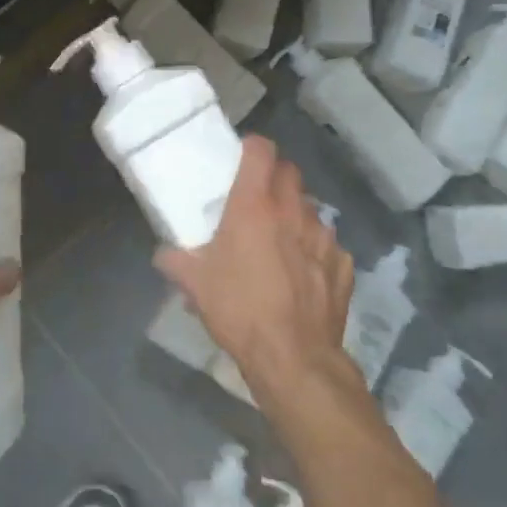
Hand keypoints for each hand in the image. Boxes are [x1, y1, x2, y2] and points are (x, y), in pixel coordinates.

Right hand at [155, 136, 356, 410]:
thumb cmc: (239, 310)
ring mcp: (323, 237)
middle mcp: (293, 211)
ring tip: (281, 239)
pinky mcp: (342, 265)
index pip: (262, 150)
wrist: (294, 358)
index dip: (252, 148)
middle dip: (275, 176)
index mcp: (255, 205)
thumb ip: (176, 261)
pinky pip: (328, 245)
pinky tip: (304, 274)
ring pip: (310, 208)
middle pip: (290, 172)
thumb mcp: (195, 285)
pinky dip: (315, 251)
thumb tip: (164, 254)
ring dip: (295, 215)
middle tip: (257, 198)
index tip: (242, 158)